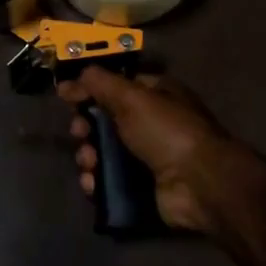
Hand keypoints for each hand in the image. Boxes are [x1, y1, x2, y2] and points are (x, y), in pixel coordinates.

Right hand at [57, 68, 262, 234]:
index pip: (115, 86)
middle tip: (80, 134)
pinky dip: (96, 182)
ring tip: (90, 163)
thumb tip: (71, 78)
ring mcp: (146, 158)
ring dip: (88, 157)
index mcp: (155, 94)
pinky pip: (108, 181)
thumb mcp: (132, 96)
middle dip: (85, 128)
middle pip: (104, 121)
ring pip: (102, 153)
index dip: (90, 90)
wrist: (199, 184)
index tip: (66, 97)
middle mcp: (150, 123)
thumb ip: (99, 83)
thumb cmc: (167, 130)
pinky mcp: (141, 187)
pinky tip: (93, 184)